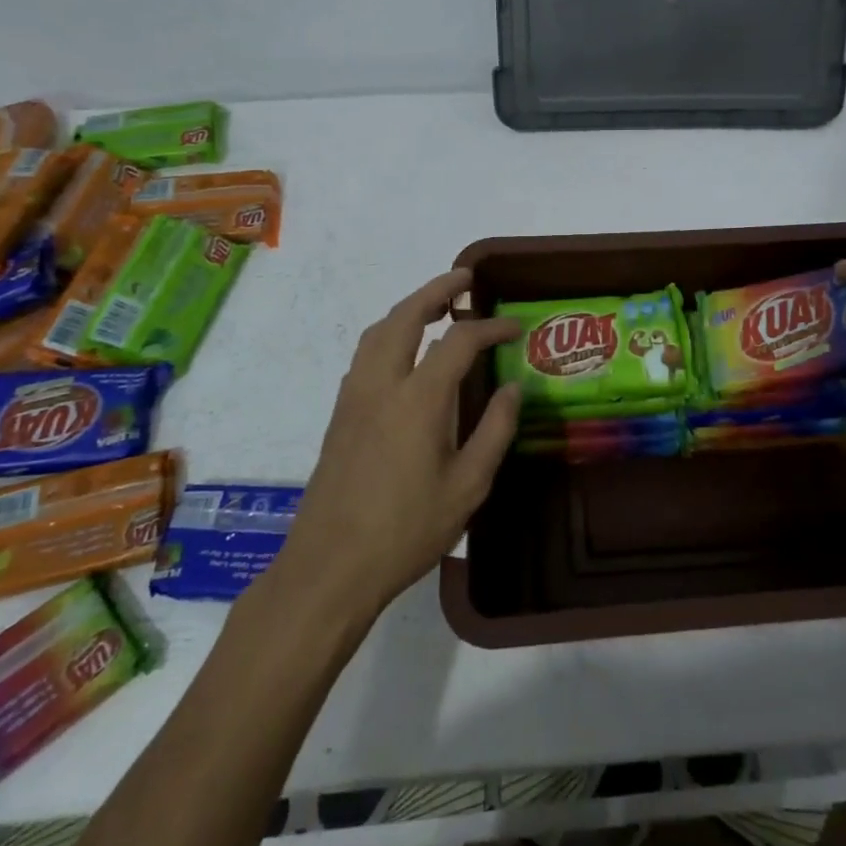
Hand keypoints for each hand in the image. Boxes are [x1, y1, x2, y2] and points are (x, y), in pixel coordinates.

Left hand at [266, 268, 521, 621]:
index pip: (459, 340)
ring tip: (437, 307)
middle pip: (406, 316)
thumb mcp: (468, 486)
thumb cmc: (406, 530)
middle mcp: (381, 384)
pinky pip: (366, 354)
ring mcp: (354, 397)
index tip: (515, 327)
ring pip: (378, 331)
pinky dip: (390, 334)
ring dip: (409, 309)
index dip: (490, 327)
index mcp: (418, 398)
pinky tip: (406, 354)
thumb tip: (513, 389)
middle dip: (437, 290)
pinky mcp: (340, 414)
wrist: (330, 566)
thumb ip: (495, 431)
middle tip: (465, 279)